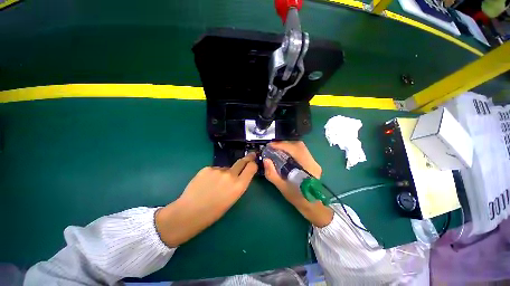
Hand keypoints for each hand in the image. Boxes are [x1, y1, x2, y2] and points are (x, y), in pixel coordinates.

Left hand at [155, 154, 257, 246]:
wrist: (189, 213)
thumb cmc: (213, 212)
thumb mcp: (232, 199)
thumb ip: (237, 185)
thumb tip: (238, 175)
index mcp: (239, 186)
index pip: (251, 167)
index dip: (253, 164)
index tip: (253, 161)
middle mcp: (230, 175)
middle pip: (241, 161)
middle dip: (247, 159)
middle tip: (250, 156)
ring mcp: (218, 170)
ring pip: (226, 168)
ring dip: (224, 172)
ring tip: (215, 184)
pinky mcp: (207, 168)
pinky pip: (215, 169)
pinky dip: (213, 174)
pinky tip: (206, 183)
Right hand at [263, 141, 332, 226]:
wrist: (312, 205)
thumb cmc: (297, 198)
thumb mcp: (282, 187)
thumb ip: (272, 174)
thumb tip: (265, 160)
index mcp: (308, 168)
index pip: (296, 150)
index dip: (282, 145)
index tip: (271, 145)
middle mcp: (313, 162)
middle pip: (299, 145)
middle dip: (284, 144)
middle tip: (273, 146)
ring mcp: (314, 162)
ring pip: (301, 147)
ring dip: (288, 145)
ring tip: (277, 148)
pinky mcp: (312, 162)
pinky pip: (301, 151)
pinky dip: (291, 149)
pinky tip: (284, 153)